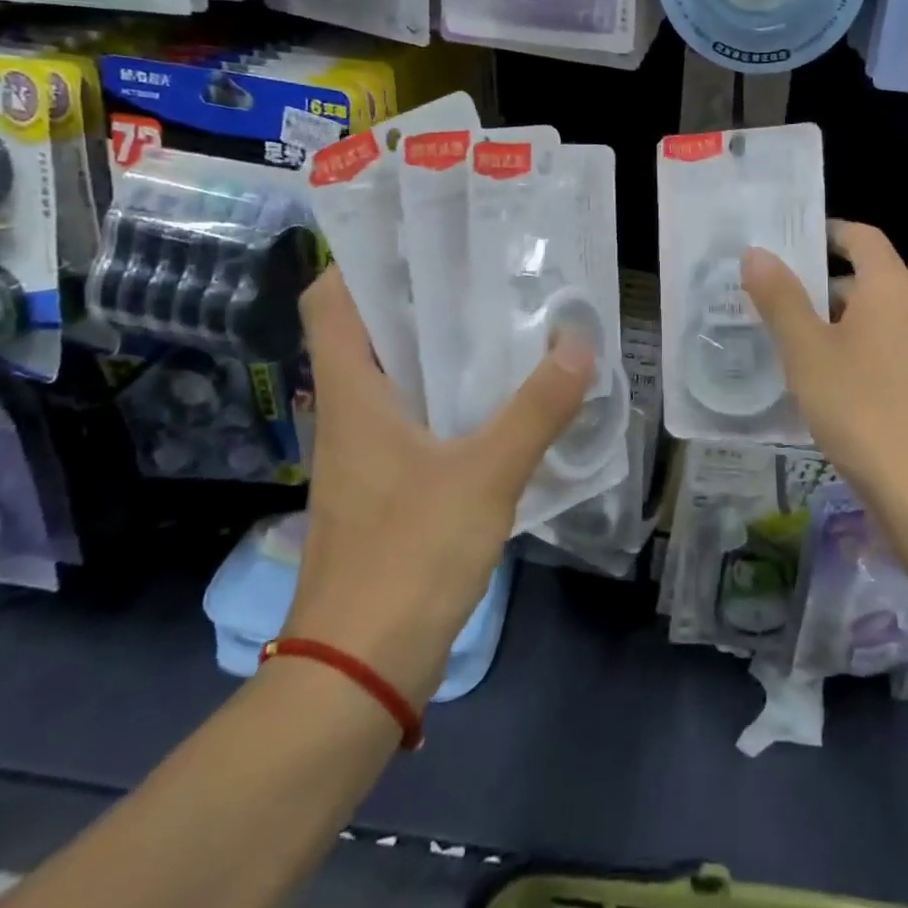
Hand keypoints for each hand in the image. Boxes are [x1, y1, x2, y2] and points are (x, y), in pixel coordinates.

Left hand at [286, 266, 596, 705]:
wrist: (358, 674)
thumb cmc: (407, 558)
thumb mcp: (484, 476)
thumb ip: (535, 410)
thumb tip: (578, 344)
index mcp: (352, 394)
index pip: (329, 302)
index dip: (358, 259)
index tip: (414, 233)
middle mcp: (349, 413)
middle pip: (368, 332)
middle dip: (416, 294)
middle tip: (479, 265)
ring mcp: (365, 455)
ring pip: (394, 377)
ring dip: (436, 347)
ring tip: (497, 317)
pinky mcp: (386, 489)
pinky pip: (414, 419)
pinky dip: (448, 396)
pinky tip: (497, 397)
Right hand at [742, 222, 907, 517]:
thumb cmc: (862, 407)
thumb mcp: (807, 350)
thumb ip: (780, 298)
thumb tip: (756, 253)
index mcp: (892, 288)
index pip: (863, 237)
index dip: (828, 231)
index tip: (789, 240)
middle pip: (867, 278)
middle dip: (819, 284)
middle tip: (771, 296)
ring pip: (874, 318)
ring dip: (834, 321)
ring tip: (787, 339)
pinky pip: (886, 350)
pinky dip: (853, 350)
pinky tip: (822, 381)